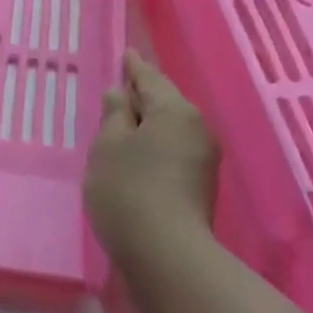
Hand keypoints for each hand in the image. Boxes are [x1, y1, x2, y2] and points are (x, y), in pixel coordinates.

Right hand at [85, 49, 219, 262]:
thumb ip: (114, 115)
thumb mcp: (108, 145)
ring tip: (122, 124)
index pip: (150, 78)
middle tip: (118, 89)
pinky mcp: (200, 187)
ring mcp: (203, 160)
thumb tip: (121, 95)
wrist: (168, 258)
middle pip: (165, 102)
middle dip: (142, 96)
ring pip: (170, 129)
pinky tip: (136, 155)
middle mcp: (197, 129)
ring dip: (148, 125)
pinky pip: (173, 151)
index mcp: (176, 110)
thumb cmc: (130, 190)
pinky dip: (154, 146)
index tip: (127, 54)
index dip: (133, 66)